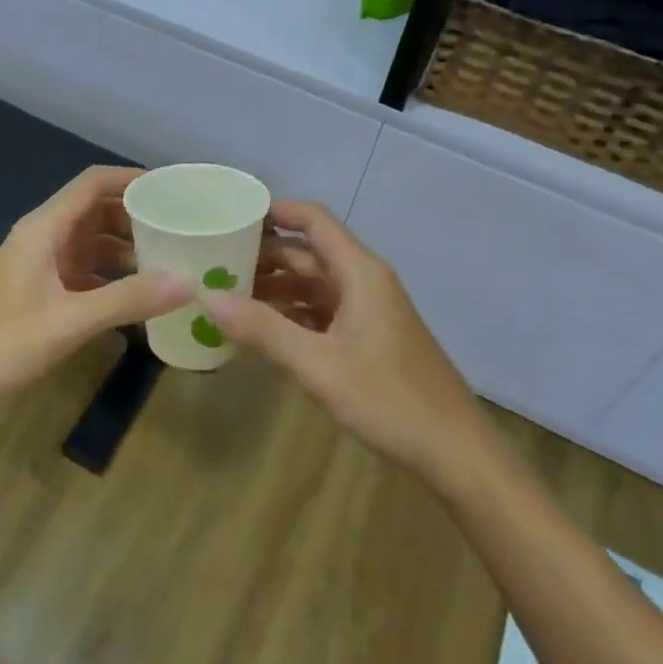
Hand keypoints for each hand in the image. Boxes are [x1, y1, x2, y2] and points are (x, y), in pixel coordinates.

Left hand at [0, 166, 191, 434]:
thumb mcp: (69, 322)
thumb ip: (128, 300)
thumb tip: (189, 282)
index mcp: (43, 229)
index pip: (93, 184)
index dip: (132, 179)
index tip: (174, 189)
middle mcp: (41, 239)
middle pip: (95, 211)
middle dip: (136, 216)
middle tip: (180, 229)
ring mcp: (38, 267)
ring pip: (90, 243)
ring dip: (125, 248)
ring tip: (168, 261)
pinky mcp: (37, 294)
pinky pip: (83, 273)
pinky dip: (110, 278)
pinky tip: (137, 298)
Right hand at [206, 201, 481, 479]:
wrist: (455, 452)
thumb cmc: (389, 400)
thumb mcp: (318, 365)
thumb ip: (263, 330)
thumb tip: (207, 296)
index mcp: (360, 272)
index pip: (313, 220)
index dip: (274, 211)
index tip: (230, 217)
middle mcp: (364, 281)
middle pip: (308, 252)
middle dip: (264, 254)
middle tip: (214, 262)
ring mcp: (368, 310)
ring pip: (314, 284)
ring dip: (274, 286)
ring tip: (227, 295)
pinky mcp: (368, 337)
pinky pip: (322, 311)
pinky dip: (291, 314)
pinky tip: (260, 330)